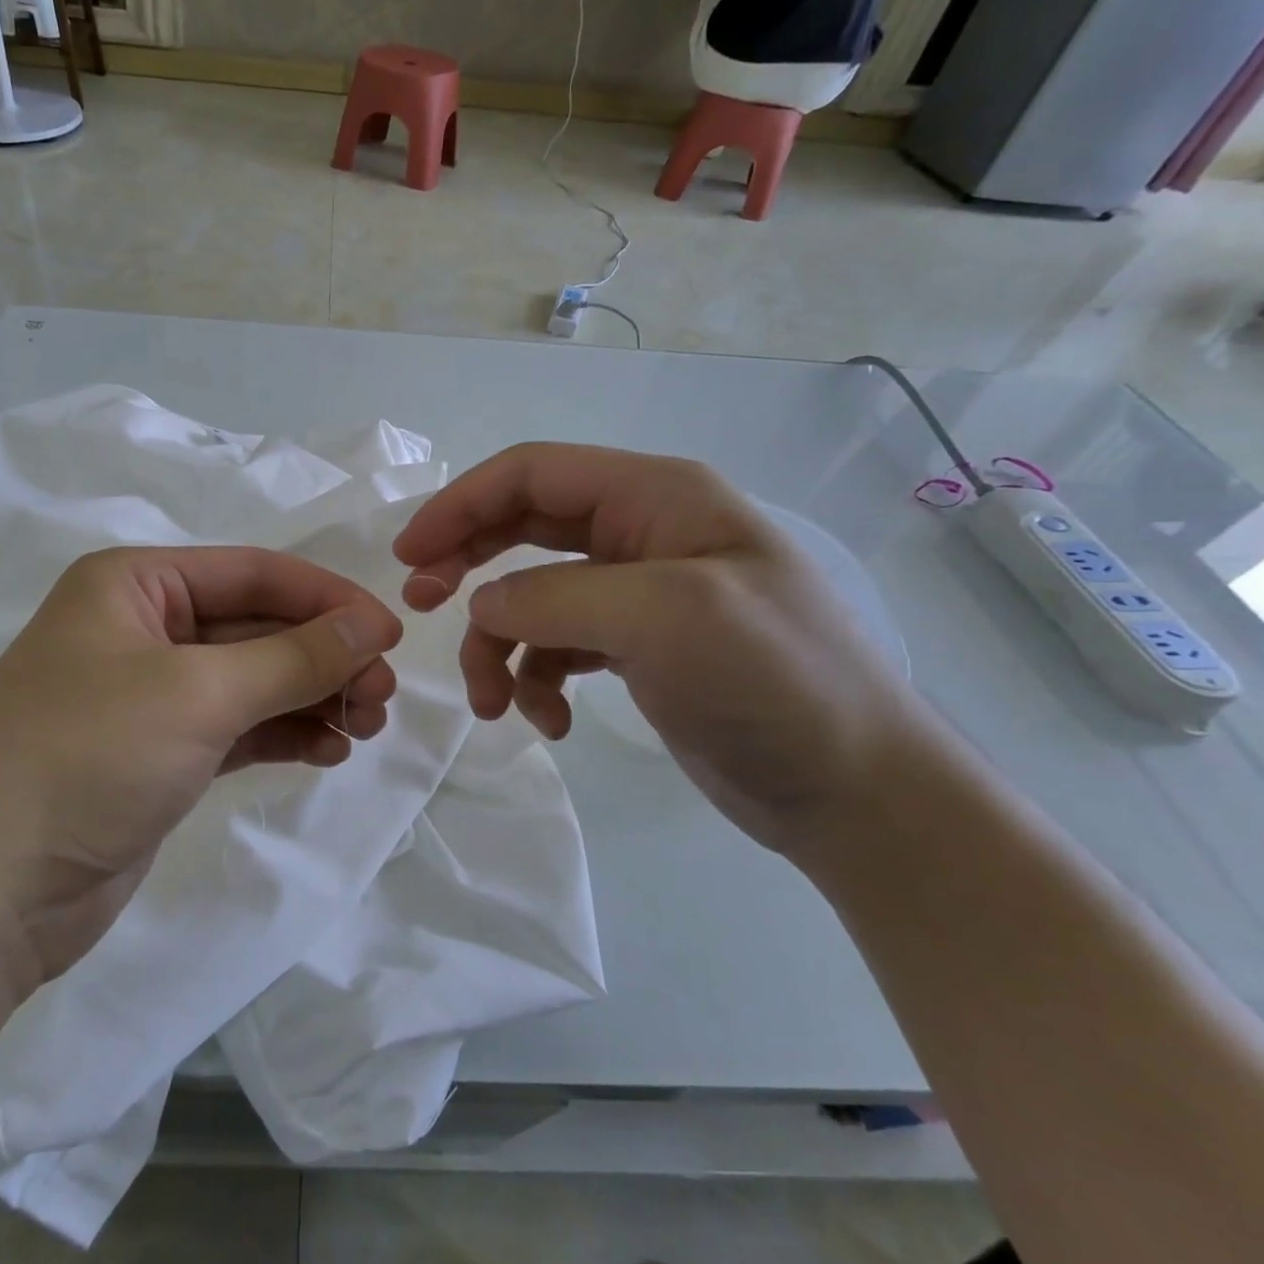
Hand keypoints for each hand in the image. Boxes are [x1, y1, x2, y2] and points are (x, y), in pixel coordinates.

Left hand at [0, 546, 402, 979]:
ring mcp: (150, 695)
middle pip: (258, 627)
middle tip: (382, 694)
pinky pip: (239, 726)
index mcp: (134, 585)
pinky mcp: (160, 754)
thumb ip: (294, 656)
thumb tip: (372, 624)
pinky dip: (284, 732)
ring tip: (366, 725)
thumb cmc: (86, 757)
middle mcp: (141, 629)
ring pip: (254, 680)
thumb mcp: (199, 692)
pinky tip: (329, 748)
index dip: (327, 599)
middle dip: (324, 656)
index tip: (390, 634)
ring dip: (312, 696)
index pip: (254, 573)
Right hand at [392, 445, 943, 857]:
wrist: (855, 790)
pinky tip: (549, 720)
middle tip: (420, 604)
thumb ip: (555, 597)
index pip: (531, 473)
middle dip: (465, 563)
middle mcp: (642, 532)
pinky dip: (536, 679)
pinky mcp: (634, 647)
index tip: (409, 556)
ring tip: (493, 705)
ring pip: (530, 596)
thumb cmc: (774, 682)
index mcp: (656, 496)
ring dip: (498, 645)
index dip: (460, 504)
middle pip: (522, 526)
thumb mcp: (662, 617)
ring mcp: (636, 592)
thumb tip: (482, 604)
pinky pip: (555, 645)